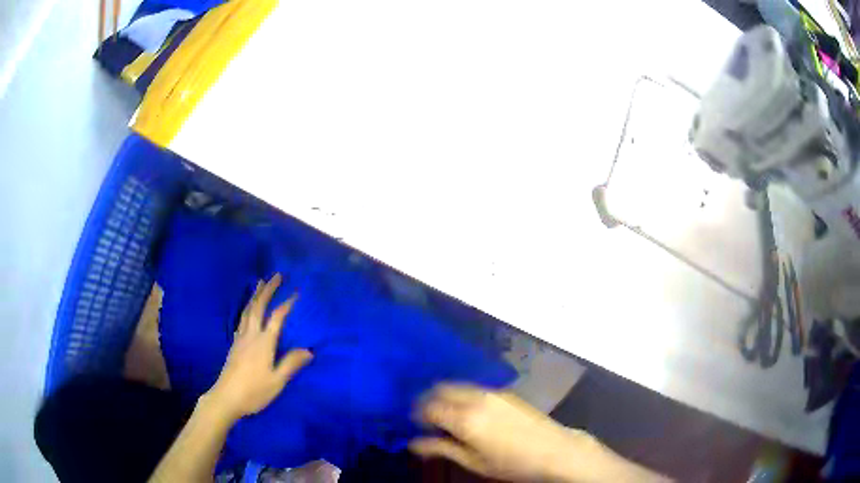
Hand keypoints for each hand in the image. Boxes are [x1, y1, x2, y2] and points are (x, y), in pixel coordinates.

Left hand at [205, 274, 312, 420]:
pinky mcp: (234, 344)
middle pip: (258, 307)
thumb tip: (309, 350)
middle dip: (267, 290)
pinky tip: (247, 309)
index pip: (277, 318)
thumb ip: (291, 364)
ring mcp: (240, 338)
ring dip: (255, 295)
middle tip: (276, 275)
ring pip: (247, 310)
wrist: (226, 397)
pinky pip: (241, 319)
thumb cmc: (254, 391)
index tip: (297, 291)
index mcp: (264, 343)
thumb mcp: (277, 381)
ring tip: (260, 283)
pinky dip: (247, 308)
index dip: (287, 303)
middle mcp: (251, 335)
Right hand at [410, 384, 595, 482]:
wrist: (554, 450)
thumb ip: (442, 449)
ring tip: (447, 416)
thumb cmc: (512, 463)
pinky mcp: (505, 392)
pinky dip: (462, 395)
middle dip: (429, 400)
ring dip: (446, 396)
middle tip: (427, 418)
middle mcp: (476, 398)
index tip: (415, 425)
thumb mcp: (474, 462)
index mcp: (465, 418)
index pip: (429, 407)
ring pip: (458, 386)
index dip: (417, 415)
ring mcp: (492, 392)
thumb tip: (413, 443)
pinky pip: (474, 388)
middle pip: (441, 389)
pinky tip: (469, 412)